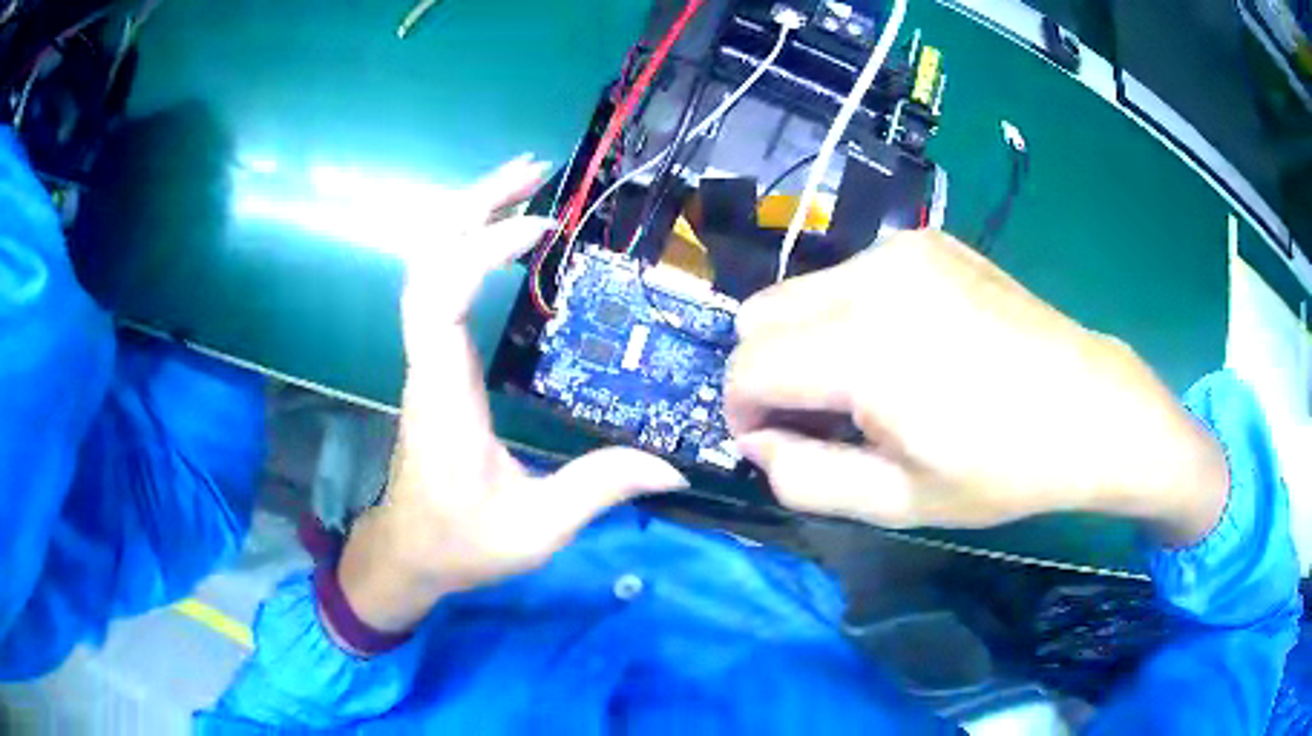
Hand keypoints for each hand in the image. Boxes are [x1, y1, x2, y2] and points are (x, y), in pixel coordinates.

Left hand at [337, 157, 683, 635]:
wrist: (410, 553)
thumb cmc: (462, 544)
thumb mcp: (536, 529)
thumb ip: (600, 489)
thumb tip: (675, 466)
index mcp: (443, 396)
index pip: (441, 298)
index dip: (480, 250)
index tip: (540, 226)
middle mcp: (427, 363)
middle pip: (425, 260)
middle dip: (471, 205)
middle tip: (532, 169)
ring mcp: (426, 358)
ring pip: (426, 265)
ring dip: (466, 217)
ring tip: (523, 184)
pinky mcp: (435, 362)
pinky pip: (439, 285)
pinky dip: (466, 246)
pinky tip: (504, 235)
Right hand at [725, 231, 1226, 543]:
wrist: (1090, 406)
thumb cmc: (1002, 468)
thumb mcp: (898, 503)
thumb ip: (804, 479)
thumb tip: (758, 440)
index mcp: (865, 350)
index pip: (747, 367)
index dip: (744, 413)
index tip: (776, 444)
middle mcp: (872, 278)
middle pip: (758, 314)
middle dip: (770, 371)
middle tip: (824, 416)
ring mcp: (902, 249)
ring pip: (801, 290)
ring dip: (810, 340)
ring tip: (871, 382)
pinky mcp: (928, 240)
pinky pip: (851, 274)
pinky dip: (851, 312)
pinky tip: (910, 344)